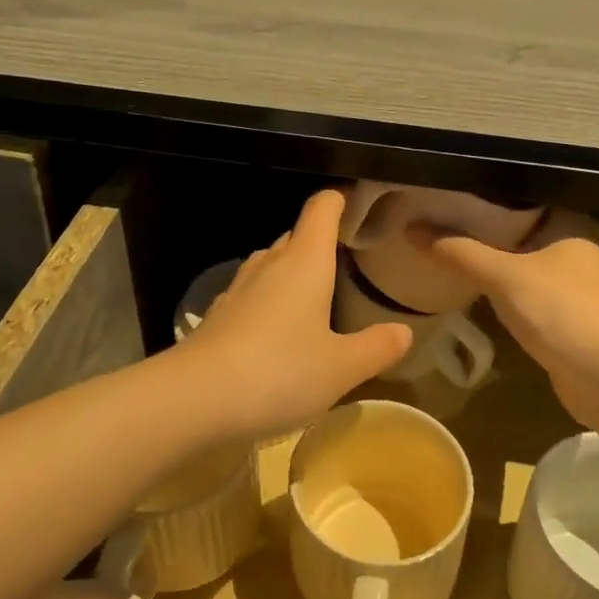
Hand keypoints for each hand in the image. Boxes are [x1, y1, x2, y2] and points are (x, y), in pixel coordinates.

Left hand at [180, 190, 411, 440]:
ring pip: (272, 264)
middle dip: (322, 241)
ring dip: (295, 272)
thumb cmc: (279, 372)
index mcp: (304, 262)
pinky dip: (271, 300)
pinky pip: (253, 294)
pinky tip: (280, 331)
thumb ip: (376, 347)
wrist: (193, 399)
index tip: (360, 206)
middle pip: (298, 234)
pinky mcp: (219, 316)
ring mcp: (239, 288)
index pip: (322, 208)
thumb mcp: (341, 368)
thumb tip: (404, 331)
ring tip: (319, 296)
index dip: (340, 200)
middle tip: (350, 262)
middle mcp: (270, 264)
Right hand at [409, 215, 598, 428]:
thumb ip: (460, 252)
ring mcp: (577, 298)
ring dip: (500, 274)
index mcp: (571, 233)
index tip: (456, 201)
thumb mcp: (502, 275)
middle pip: (526, 242)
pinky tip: (482, 301)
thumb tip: (412, 229)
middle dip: (491, 240)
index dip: (493, 204)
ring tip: (457, 261)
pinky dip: (509, 303)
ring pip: (528, 276)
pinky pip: (531, 306)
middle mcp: (578, 261)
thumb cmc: (559, 310)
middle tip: (447, 231)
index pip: (528, 207)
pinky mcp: (570, 330)